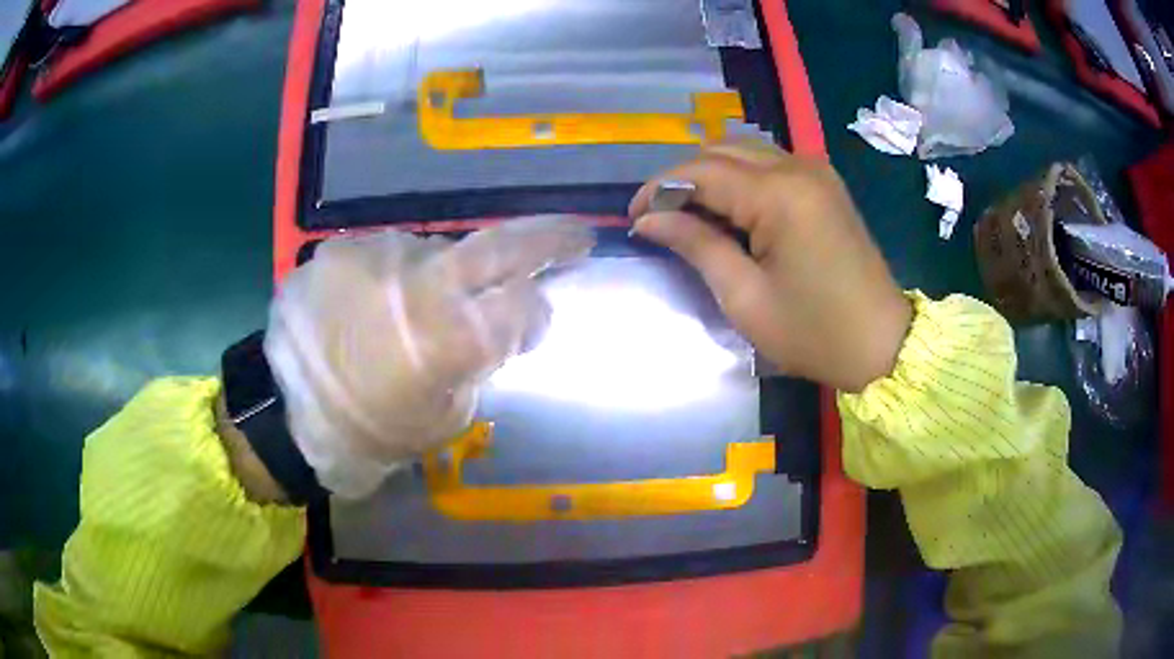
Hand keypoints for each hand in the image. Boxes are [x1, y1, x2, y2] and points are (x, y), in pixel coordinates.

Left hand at [264, 217, 594, 498]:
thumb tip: (501, 323)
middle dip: (546, 237)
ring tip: (415, 310)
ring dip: (441, 275)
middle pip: (498, 245)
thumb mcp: (446, 416)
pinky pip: (386, 256)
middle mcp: (418, 283)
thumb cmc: (375, 432)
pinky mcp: (339, 249)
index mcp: (451, 337)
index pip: (525, 303)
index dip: (537, 312)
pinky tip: (373, 306)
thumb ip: (478, 361)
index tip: (535, 319)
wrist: (290, 416)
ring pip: (435, 252)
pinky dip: (393, 277)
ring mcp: (375, 257)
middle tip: (573, 235)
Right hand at [630, 141, 910, 392]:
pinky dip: (741, 177)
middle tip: (661, 218)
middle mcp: (799, 167)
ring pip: (745, 151)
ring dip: (712, 174)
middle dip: (684, 179)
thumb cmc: (814, 332)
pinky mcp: (825, 184)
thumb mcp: (745, 297)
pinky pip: (770, 163)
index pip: (701, 171)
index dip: (660, 189)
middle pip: (721, 151)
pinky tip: (731, 209)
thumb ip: (696, 245)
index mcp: (780, 194)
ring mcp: (817, 172)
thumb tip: (649, 219)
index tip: (635, 217)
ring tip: (692, 214)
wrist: (882, 344)